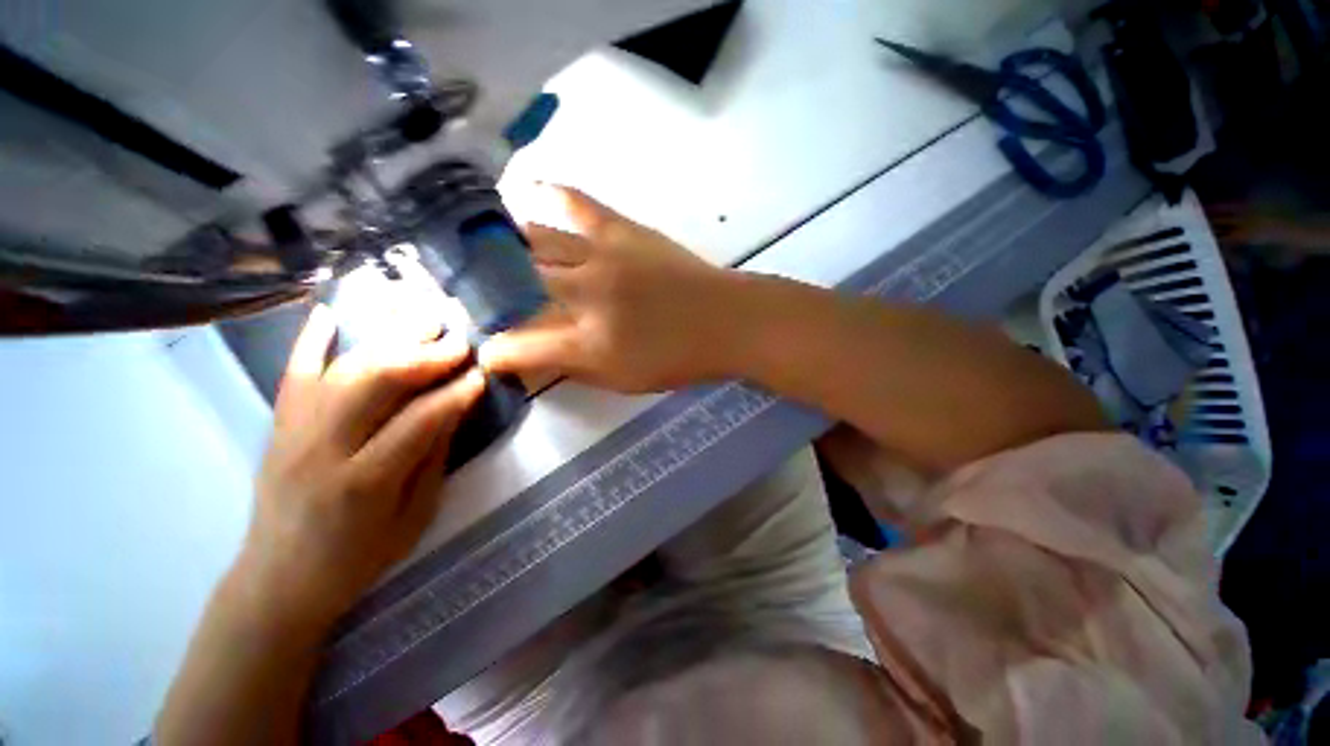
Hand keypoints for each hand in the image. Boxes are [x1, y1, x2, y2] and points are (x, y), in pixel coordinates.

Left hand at [236, 305, 485, 632]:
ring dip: (385, 337)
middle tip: (456, 338)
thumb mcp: (414, 517)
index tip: (480, 373)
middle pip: (376, 382)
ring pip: (343, 369)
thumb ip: (434, 457)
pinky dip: (312, 339)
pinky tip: (331, 311)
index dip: (455, 393)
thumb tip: (456, 406)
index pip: (419, 421)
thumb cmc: (358, 558)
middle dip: (423, 354)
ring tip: (419, 317)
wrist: (279, 580)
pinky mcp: (278, 426)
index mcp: (365, 482)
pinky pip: (293, 373)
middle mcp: (323, 448)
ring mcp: (293, 432)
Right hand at [480, 186, 740, 392]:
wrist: (726, 320)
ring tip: (482, 249)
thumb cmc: (677, 358)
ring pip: (534, 242)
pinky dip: (547, 194)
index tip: (485, 352)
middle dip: (484, 293)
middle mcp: (584, 294)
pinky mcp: (623, 229)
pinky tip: (526, 192)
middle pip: (514, 286)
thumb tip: (528, 356)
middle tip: (469, 294)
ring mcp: (602, 255)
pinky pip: (576, 203)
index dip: (494, 351)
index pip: (518, 345)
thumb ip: (570, 366)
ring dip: (503, 248)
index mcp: (586, 341)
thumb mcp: (621, 378)